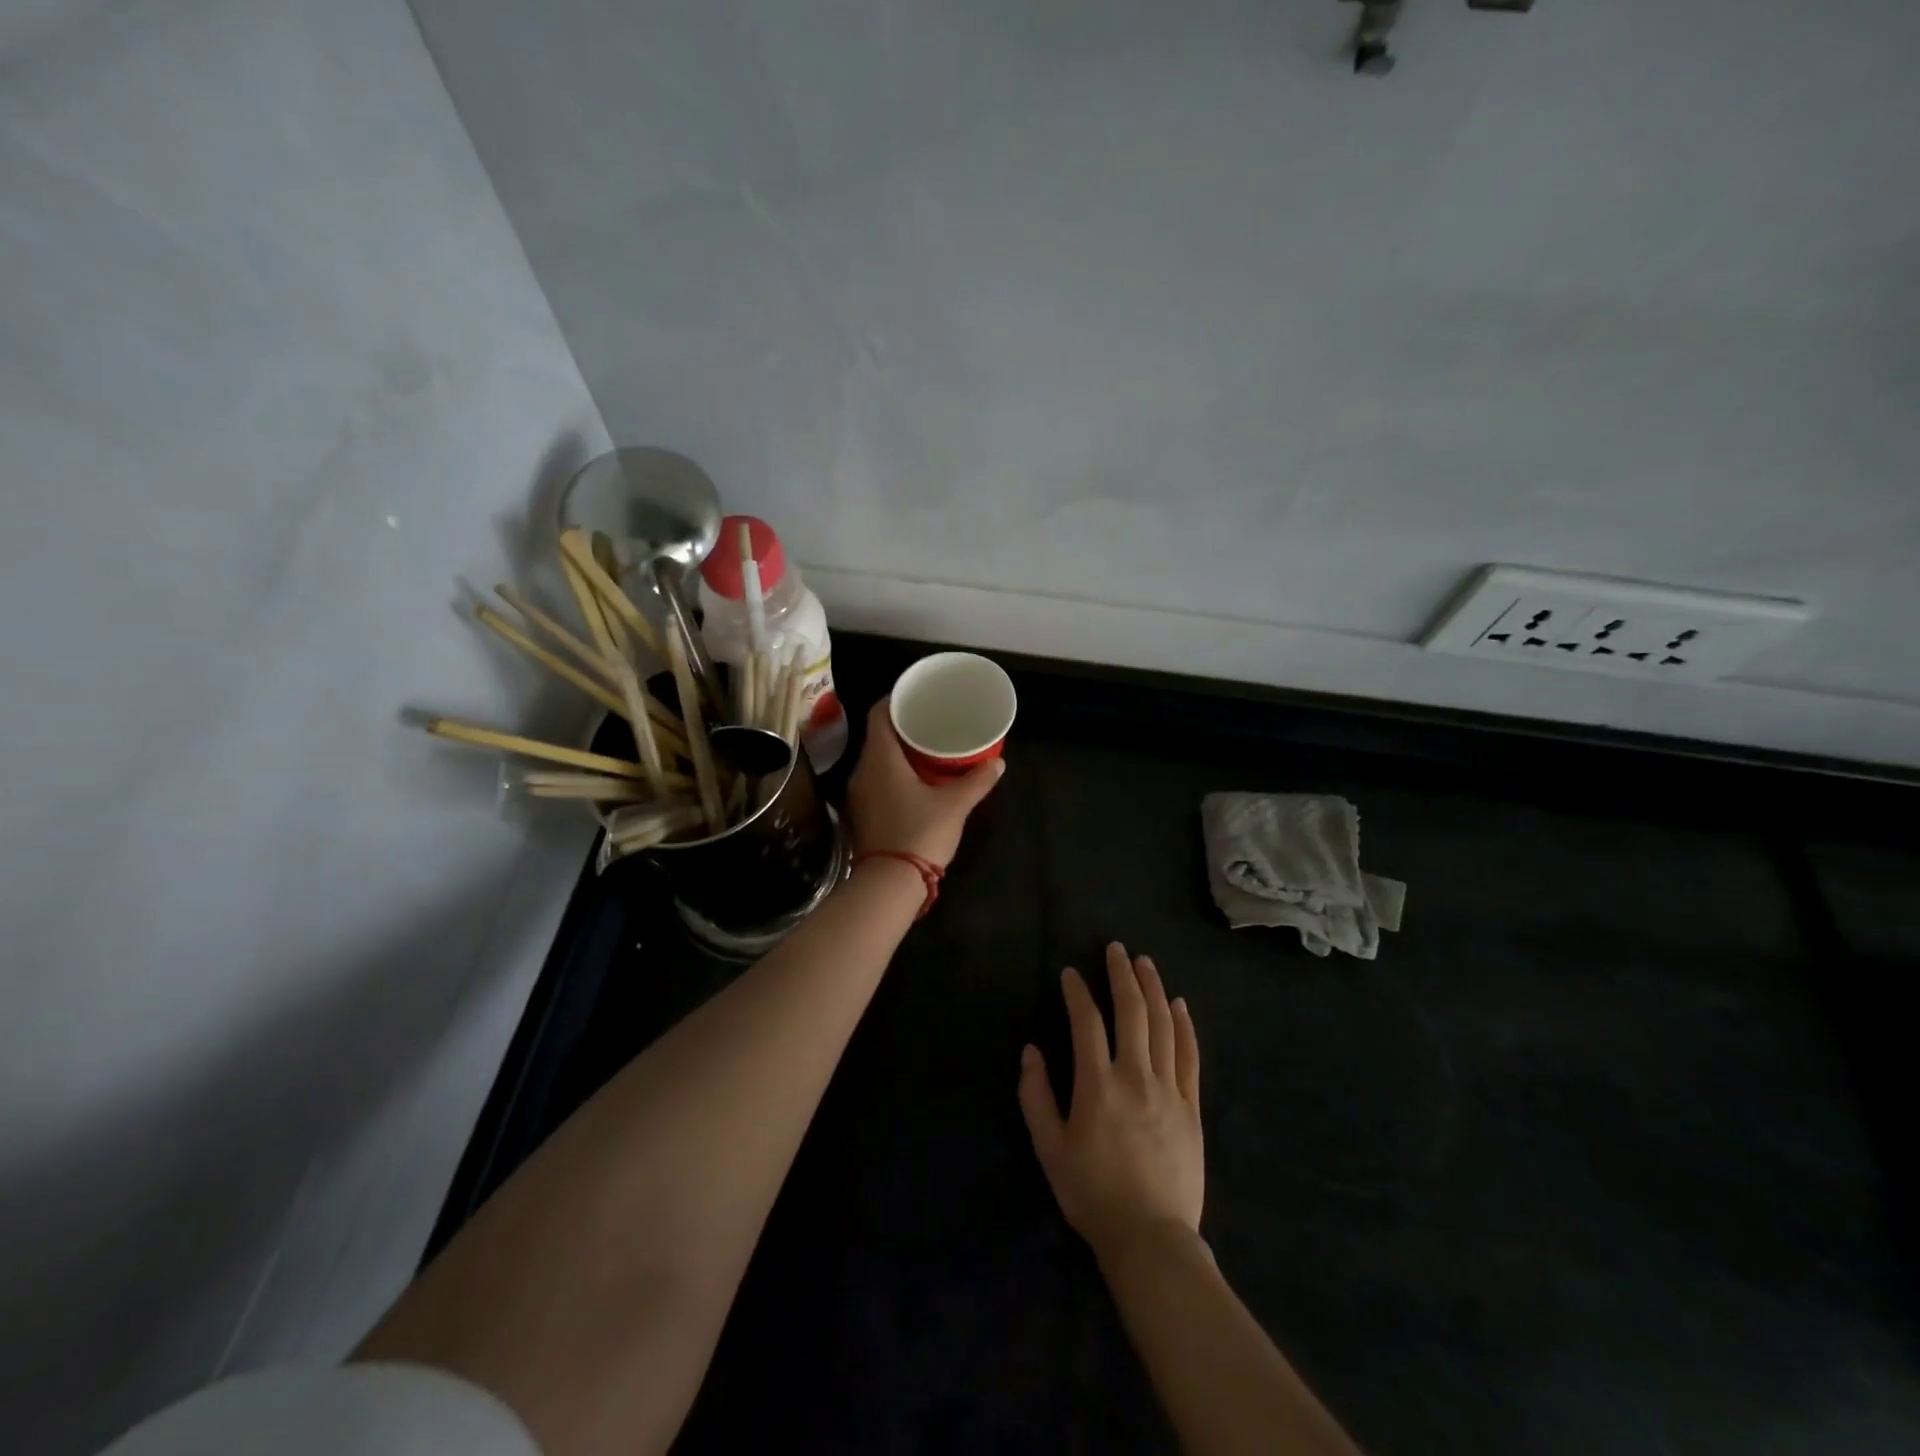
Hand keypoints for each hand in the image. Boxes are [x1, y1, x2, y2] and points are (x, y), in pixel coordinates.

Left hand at [847, 698, 1003, 866]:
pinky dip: (892, 774)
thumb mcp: (955, 805)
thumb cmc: (920, 833)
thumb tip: (998, 762)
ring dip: (897, 752)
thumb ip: (976, 781)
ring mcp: (858, 794)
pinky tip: (914, 781)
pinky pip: (875, 780)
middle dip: (902, 727)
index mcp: (880, 758)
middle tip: (929, 722)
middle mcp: (862, 770)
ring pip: (876, 760)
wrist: (889, 884)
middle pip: (878, 736)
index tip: (916, 696)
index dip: (895, 699)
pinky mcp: (862, 814)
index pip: (878, 714)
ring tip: (925, 749)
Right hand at [1018, 943, 1203, 1261]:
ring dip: (1153, 988)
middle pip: (1132, 1012)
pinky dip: (1185, 1025)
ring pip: (1164, 1025)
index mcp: (1097, 1085)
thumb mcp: (1050, 1149)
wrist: (1151, 1238)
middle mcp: (1135, 1076)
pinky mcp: (1191, 1106)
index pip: (1086, 1022)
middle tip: (1115, 949)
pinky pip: (1190, 1055)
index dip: (1077, 992)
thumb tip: (1031, 1051)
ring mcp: (1168, 1089)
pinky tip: (1179, 1005)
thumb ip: (1036, 1096)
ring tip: (1145, 963)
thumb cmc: (1092, 1194)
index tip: (1071, 973)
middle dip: (1122, 975)